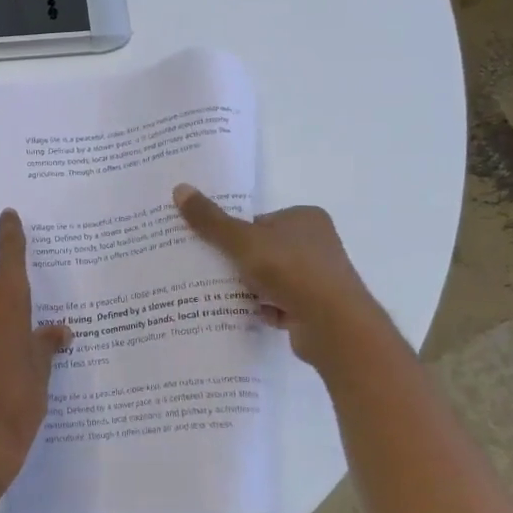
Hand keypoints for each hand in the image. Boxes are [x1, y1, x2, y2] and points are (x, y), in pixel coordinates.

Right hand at [172, 184, 377, 365]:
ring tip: (223, 294)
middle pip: (264, 249)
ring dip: (251, 287)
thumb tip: (180, 188)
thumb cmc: (290, 270)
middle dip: (240, 262)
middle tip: (211, 271)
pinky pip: (281, 303)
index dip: (235, 233)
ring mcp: (319, 277)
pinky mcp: (317, 307)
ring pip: (271, 278)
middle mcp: (317, 244)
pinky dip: (264, 308)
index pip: (260, 221)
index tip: (213, 247)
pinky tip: (248, 313)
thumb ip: (211, 220)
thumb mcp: (243, 241)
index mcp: (305, 218)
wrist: (332, 324)